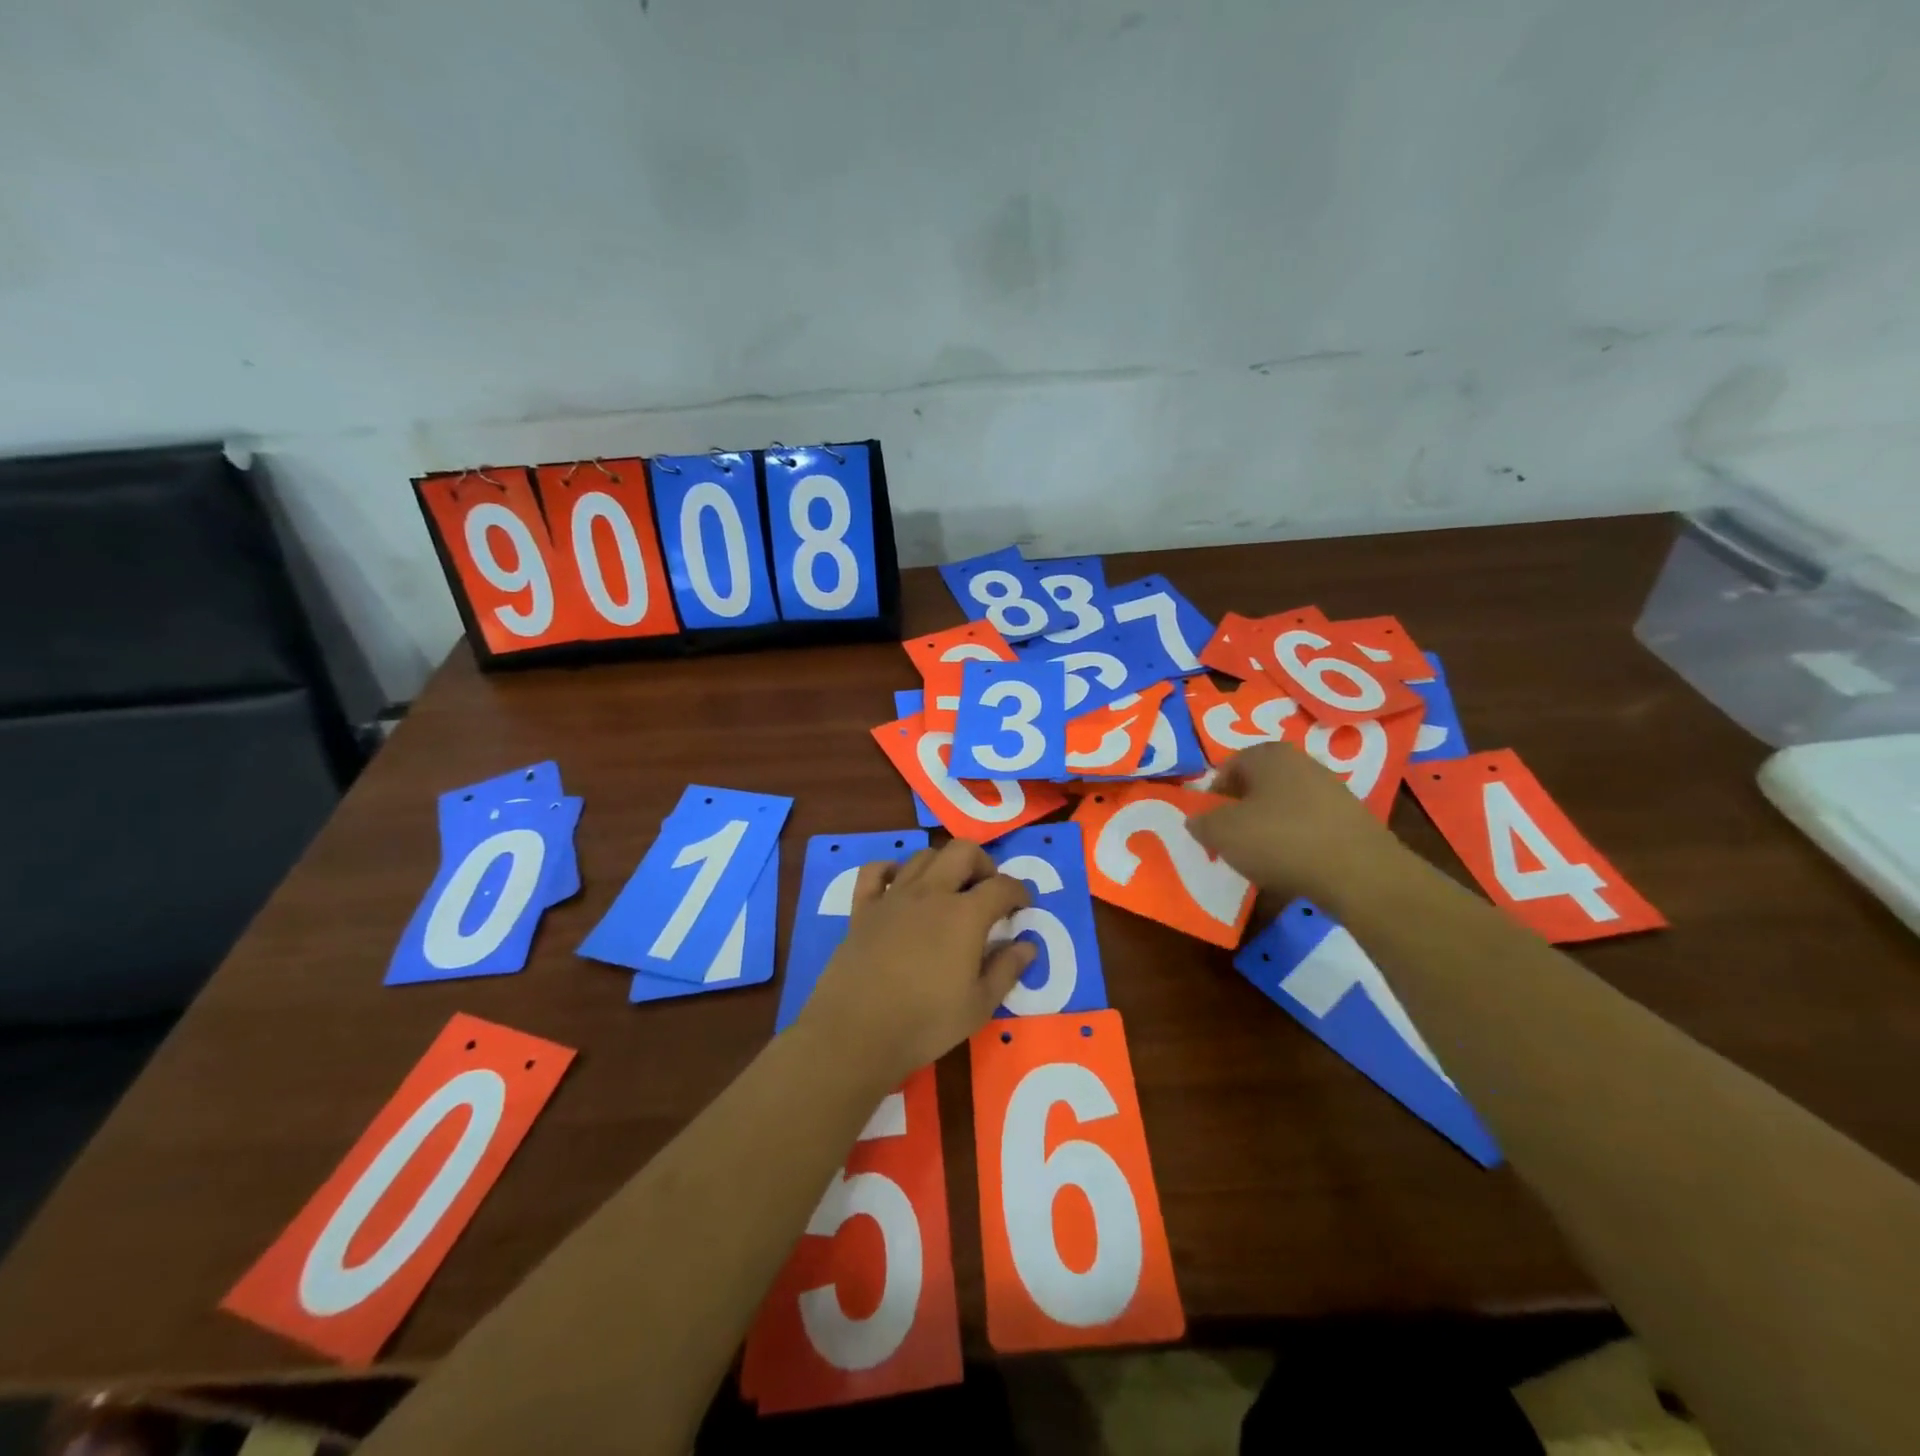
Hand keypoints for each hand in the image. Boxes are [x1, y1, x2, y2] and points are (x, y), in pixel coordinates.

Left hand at [797, 840, 1035, 1091]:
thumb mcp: (979, 1006)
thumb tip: (1027, 945)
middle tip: (987, 891)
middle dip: (983, 863)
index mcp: (964, 915)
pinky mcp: (862, 908)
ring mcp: (893, 897)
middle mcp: (931, 893)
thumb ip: (1006, 970)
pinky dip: (891, 869)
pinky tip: (900, 885)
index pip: (1002, 886)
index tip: (1023, 907)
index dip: (1019, 892)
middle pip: (962, 851)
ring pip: (923, 856)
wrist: (855, 1033)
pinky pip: (875, 871)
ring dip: (943, 865)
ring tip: (949, 891)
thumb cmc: (925, 1023)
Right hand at [1188, 741, 1407, 909]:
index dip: (1213, 795)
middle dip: (1241, 811)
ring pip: (1284, 806)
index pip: (1228, 766)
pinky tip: (1292, 866)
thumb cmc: (1280, 840)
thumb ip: (1202, 823)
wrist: (1358, 873)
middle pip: (1258, 785)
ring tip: (1260, 858)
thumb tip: (1197, 820)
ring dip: (1268, 828)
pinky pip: (1310, 827)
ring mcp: (1331, 790)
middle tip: (1230, 840)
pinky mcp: (1351, 820)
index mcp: (1269, 754)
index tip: (1208, 824)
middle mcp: (1302, 763)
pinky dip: (1296, 843)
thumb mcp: (1223, 833)